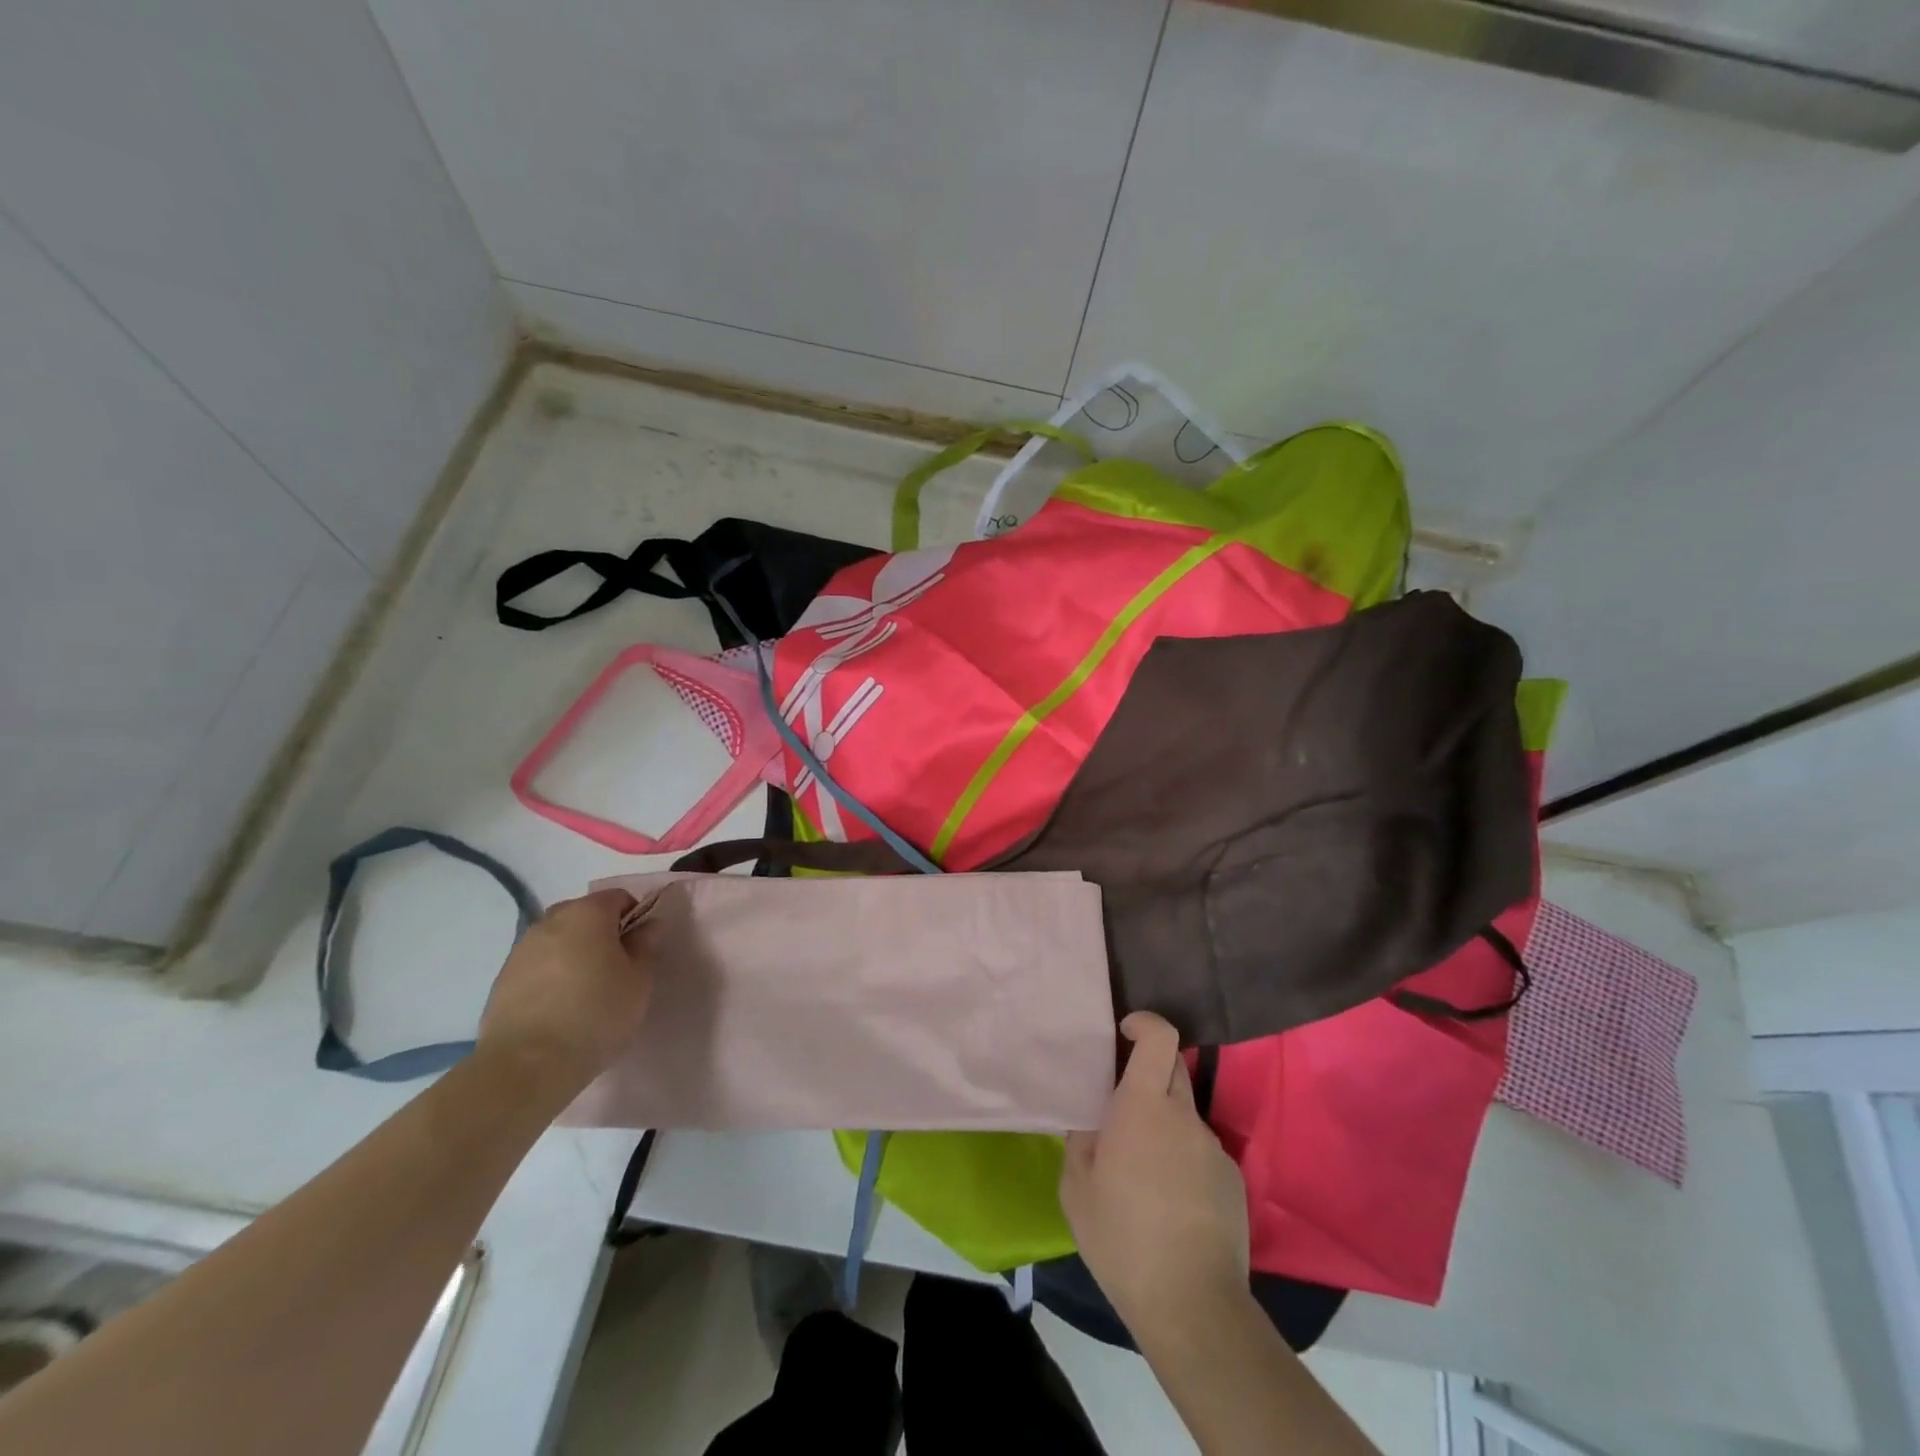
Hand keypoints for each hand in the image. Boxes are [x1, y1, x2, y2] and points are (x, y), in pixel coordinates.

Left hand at [477, 888, 653, 1096]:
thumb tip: (647, 926)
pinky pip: (538, 966)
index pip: (619, 897)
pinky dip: (551, 977)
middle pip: (585, 915)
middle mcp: (550, 921)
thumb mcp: (640, 980)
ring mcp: (521, 950)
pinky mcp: (501, 980)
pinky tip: (559, 1009)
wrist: (526, 1066)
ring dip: (574, 955)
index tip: (641, 950)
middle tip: (616, 970)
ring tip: (585, 993)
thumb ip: (646, 945)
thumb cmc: (596, 1014)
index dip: (635, 918)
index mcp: (587, 913)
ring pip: (559, 940)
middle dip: (602, 934)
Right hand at [1059, 1012, 1250, 1348]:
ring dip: (1164, 1125)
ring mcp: (1213, 1148)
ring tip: (1143, 1173)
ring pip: (1184, 1115)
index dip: (1145, 1023)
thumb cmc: (1121, 1237)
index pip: (1159, 1038)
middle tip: (1122, 1106)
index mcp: (1143, 1106)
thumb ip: (1082, 1138)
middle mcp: (1184, 1116)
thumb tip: (1092, 1118)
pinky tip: (1171, 1204)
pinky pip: (1201, 1152)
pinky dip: (1183, 1160)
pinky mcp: (1233, 1180)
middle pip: (1173, 1068)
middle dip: (1148, 1072)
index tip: (1126, 1031)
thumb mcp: (1076, 1186)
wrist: (1192, 1305)